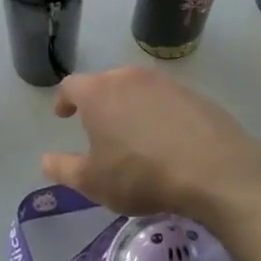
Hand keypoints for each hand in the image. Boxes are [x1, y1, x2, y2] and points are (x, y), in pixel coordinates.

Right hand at [40, 67, 260, 225]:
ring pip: (137, 90)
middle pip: (105, 83)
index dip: (64, 101)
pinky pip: (166, 101)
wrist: (214, 170)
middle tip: (99, 128)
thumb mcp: (94, 182)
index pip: (71, 86)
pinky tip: (167, 141)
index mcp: (98, 92)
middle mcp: (129, 78)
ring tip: (134, 136)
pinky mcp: (195, 95)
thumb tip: (46, 160)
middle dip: (98, 103)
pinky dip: (159, 115)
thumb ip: (64, 169)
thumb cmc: (142, 175)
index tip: (64, 116)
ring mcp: (165, 83)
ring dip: (130, 107)